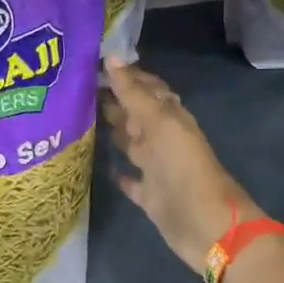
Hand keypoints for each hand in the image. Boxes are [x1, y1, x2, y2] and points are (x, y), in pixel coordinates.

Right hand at [101, 57, 263, 273]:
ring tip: (80, 121)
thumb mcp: (160, 123)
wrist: (206, 225)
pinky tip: (102, 167)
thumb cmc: (184, 167)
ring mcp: (156, 168)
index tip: (92, 63)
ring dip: (112, 133)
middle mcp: (162, 140)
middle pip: (135, 115)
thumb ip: (134, 93)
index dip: (124, 76)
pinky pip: (131, 181)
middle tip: (77, 89)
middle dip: (113, 102)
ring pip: (131, 144)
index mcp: (169, 118)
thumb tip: (112, 57)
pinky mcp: (150, 196)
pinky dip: (119, 174)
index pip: (145, 88)